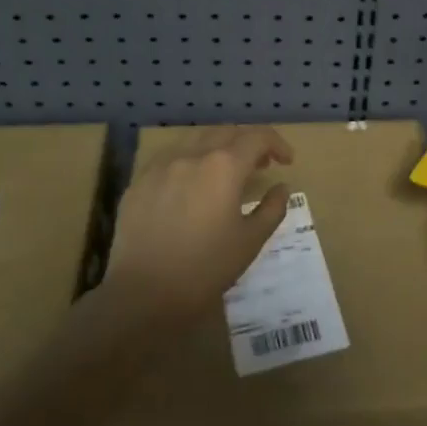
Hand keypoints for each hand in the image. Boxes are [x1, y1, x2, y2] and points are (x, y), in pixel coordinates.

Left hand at [103, 125, 295, 324]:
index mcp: (224, 166)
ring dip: (218, 146)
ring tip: (225, 171)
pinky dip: (190, 159)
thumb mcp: (250, 241)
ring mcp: (162, 164)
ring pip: (196, 139)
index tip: (286, 162)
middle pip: (227, 132)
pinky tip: (190, 184)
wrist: (143, 294)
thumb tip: (282, 188)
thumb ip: (272, 209)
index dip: (277, 144)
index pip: (258, 137)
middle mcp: (193, 154)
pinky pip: (170, 156)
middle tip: (260, 165)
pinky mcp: (140, 180)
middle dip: (249, 143)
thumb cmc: (205, 269)